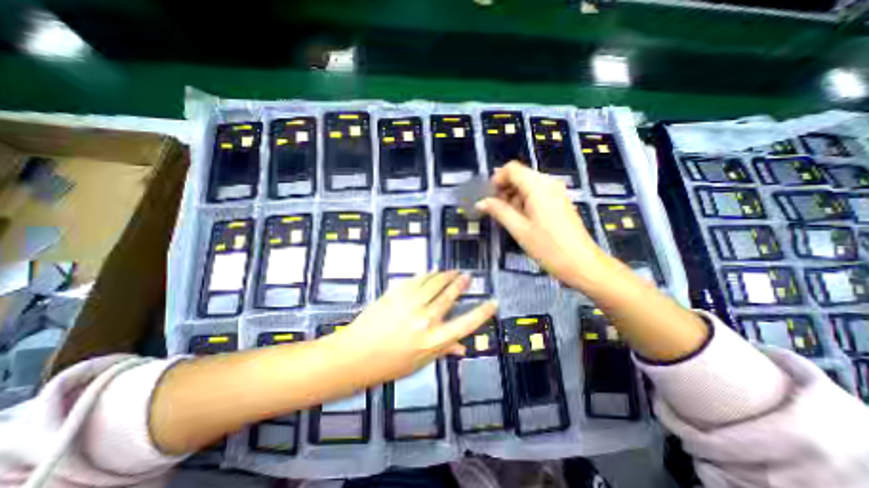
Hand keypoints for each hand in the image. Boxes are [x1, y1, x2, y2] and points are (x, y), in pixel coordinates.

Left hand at [325, 271, 494, 385]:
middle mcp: (426, 319)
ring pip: (435, 282)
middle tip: (467, 276)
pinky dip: (428, 274)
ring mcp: (410, 303)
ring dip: (446, 275)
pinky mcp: (397, 293)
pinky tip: (432, 271)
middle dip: (461, 283)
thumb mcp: (419, 363)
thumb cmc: (388, 364)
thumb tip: (461, 348)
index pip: (467, 323)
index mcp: (434, 340)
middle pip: (450, 294)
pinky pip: (417, 279)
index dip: (483, 312)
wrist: (354, 355)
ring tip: (452, 271)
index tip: (493, 302)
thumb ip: (442, 351)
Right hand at [478, 160, 613, 290]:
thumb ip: (499, 211)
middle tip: (497, 210)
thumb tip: (481, 202)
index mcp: (538, 187)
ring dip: (514, 196)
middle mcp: (549, 183)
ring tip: (510, 218)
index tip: (489, 198)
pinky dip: (525, 201)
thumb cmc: (548, 247)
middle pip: (520, 175)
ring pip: (527, 184)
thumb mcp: (519, 229)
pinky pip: (537, 192)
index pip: (512, 169)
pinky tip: (523, 218)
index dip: (496, 180)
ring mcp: (556, 191)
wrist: (581, 263)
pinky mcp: (559, 201)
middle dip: (504, 189)